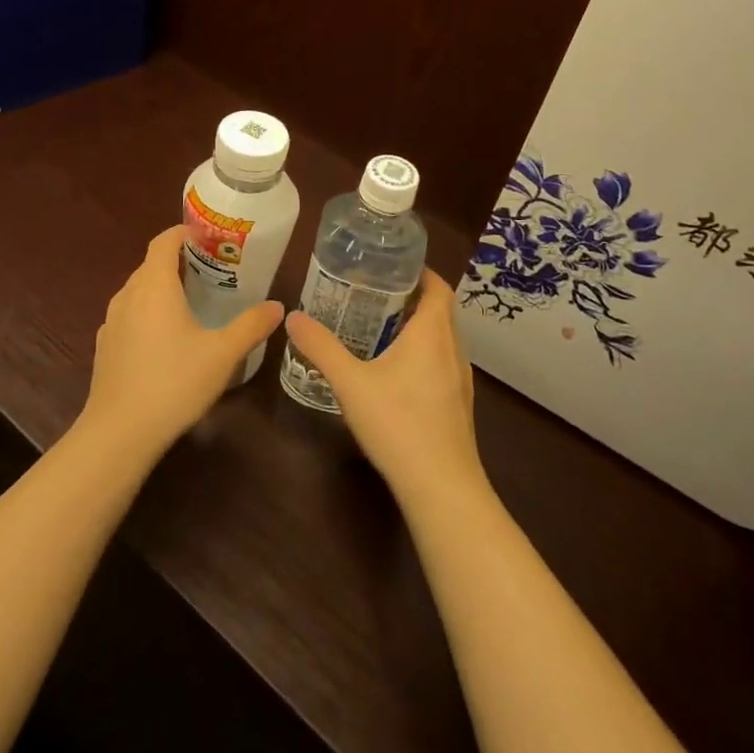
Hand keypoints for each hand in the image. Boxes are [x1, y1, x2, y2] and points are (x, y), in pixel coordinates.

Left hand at [80, 226, 284, 459]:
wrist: (119, 431)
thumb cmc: (174, 383)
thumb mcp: (223, 355)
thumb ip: (251, 326)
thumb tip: (277, 306)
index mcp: (155, 286)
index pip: (164, 241)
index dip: (184, 232)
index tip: (208, 237)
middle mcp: (128, 294)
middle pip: (151, 264)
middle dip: (179, 260)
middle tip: (212, 270)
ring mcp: (111, 320)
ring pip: (138, 289)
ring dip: (162, 287)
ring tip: (192, 301)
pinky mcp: (104, 344)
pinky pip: (129, 313)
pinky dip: (148, 311)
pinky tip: (166, 337)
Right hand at [283, 271, 483, 505]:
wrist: (442, 487)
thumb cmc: (398, 424)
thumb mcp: (350, 383)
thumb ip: (320, 348)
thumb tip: (292, 316)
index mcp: (433, 333)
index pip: (438, 286)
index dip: (419, 271)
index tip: (390, 265)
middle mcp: (453, 350)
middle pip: (439, 310)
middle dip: (410, 297)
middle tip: (373, 292)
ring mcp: (460, 380)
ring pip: (442, 339)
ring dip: (417, 327)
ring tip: (379, 326)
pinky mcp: (458, 404)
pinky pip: (441, 362)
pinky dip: (422, 353)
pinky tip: (394, 371)